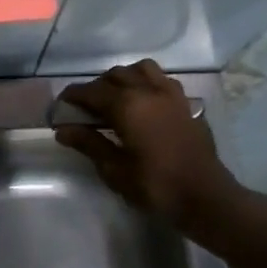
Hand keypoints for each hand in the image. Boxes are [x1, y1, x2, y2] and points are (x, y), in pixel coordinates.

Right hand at [55, 60, 242, 228]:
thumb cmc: (155, 186)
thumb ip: (89, 144)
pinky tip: (145, 103)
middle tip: (86, 107)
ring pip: (141, 70)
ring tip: (116, 97)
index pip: (91, 91)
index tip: (61, 105)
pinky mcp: (186, 104)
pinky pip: (162, 80)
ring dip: (124, 78)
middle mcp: (148, 91)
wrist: (205, 197)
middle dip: (96, 87)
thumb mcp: (115, 169)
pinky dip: (147, 83)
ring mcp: (171, 95)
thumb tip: (63, 129)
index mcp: (127, 105)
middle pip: (115, 75)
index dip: (73, 96)